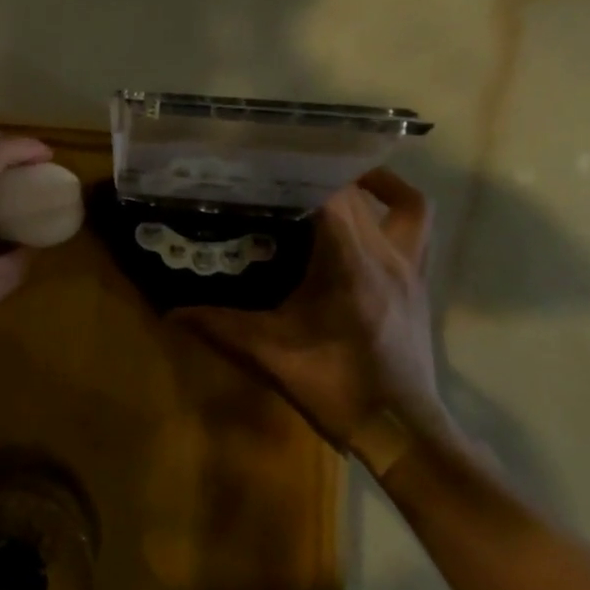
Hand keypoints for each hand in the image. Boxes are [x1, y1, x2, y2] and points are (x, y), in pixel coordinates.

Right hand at [173, 168, 447, 474]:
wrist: (400, 430)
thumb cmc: (336, 388)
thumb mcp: (270, 356)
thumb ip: (220, 327)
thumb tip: (170, 312)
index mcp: (351, 265)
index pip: (335, 197)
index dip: (305, 170)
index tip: (271, 159)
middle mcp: (387, 257)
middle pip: (364, 194)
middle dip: (328, 174)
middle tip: (289, 170)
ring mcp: (411, 270)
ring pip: (411, 207)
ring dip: (380, 186)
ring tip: (341, 181)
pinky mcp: (419, 286)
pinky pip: (418, 232)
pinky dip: (395, 216)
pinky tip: (362, 228)